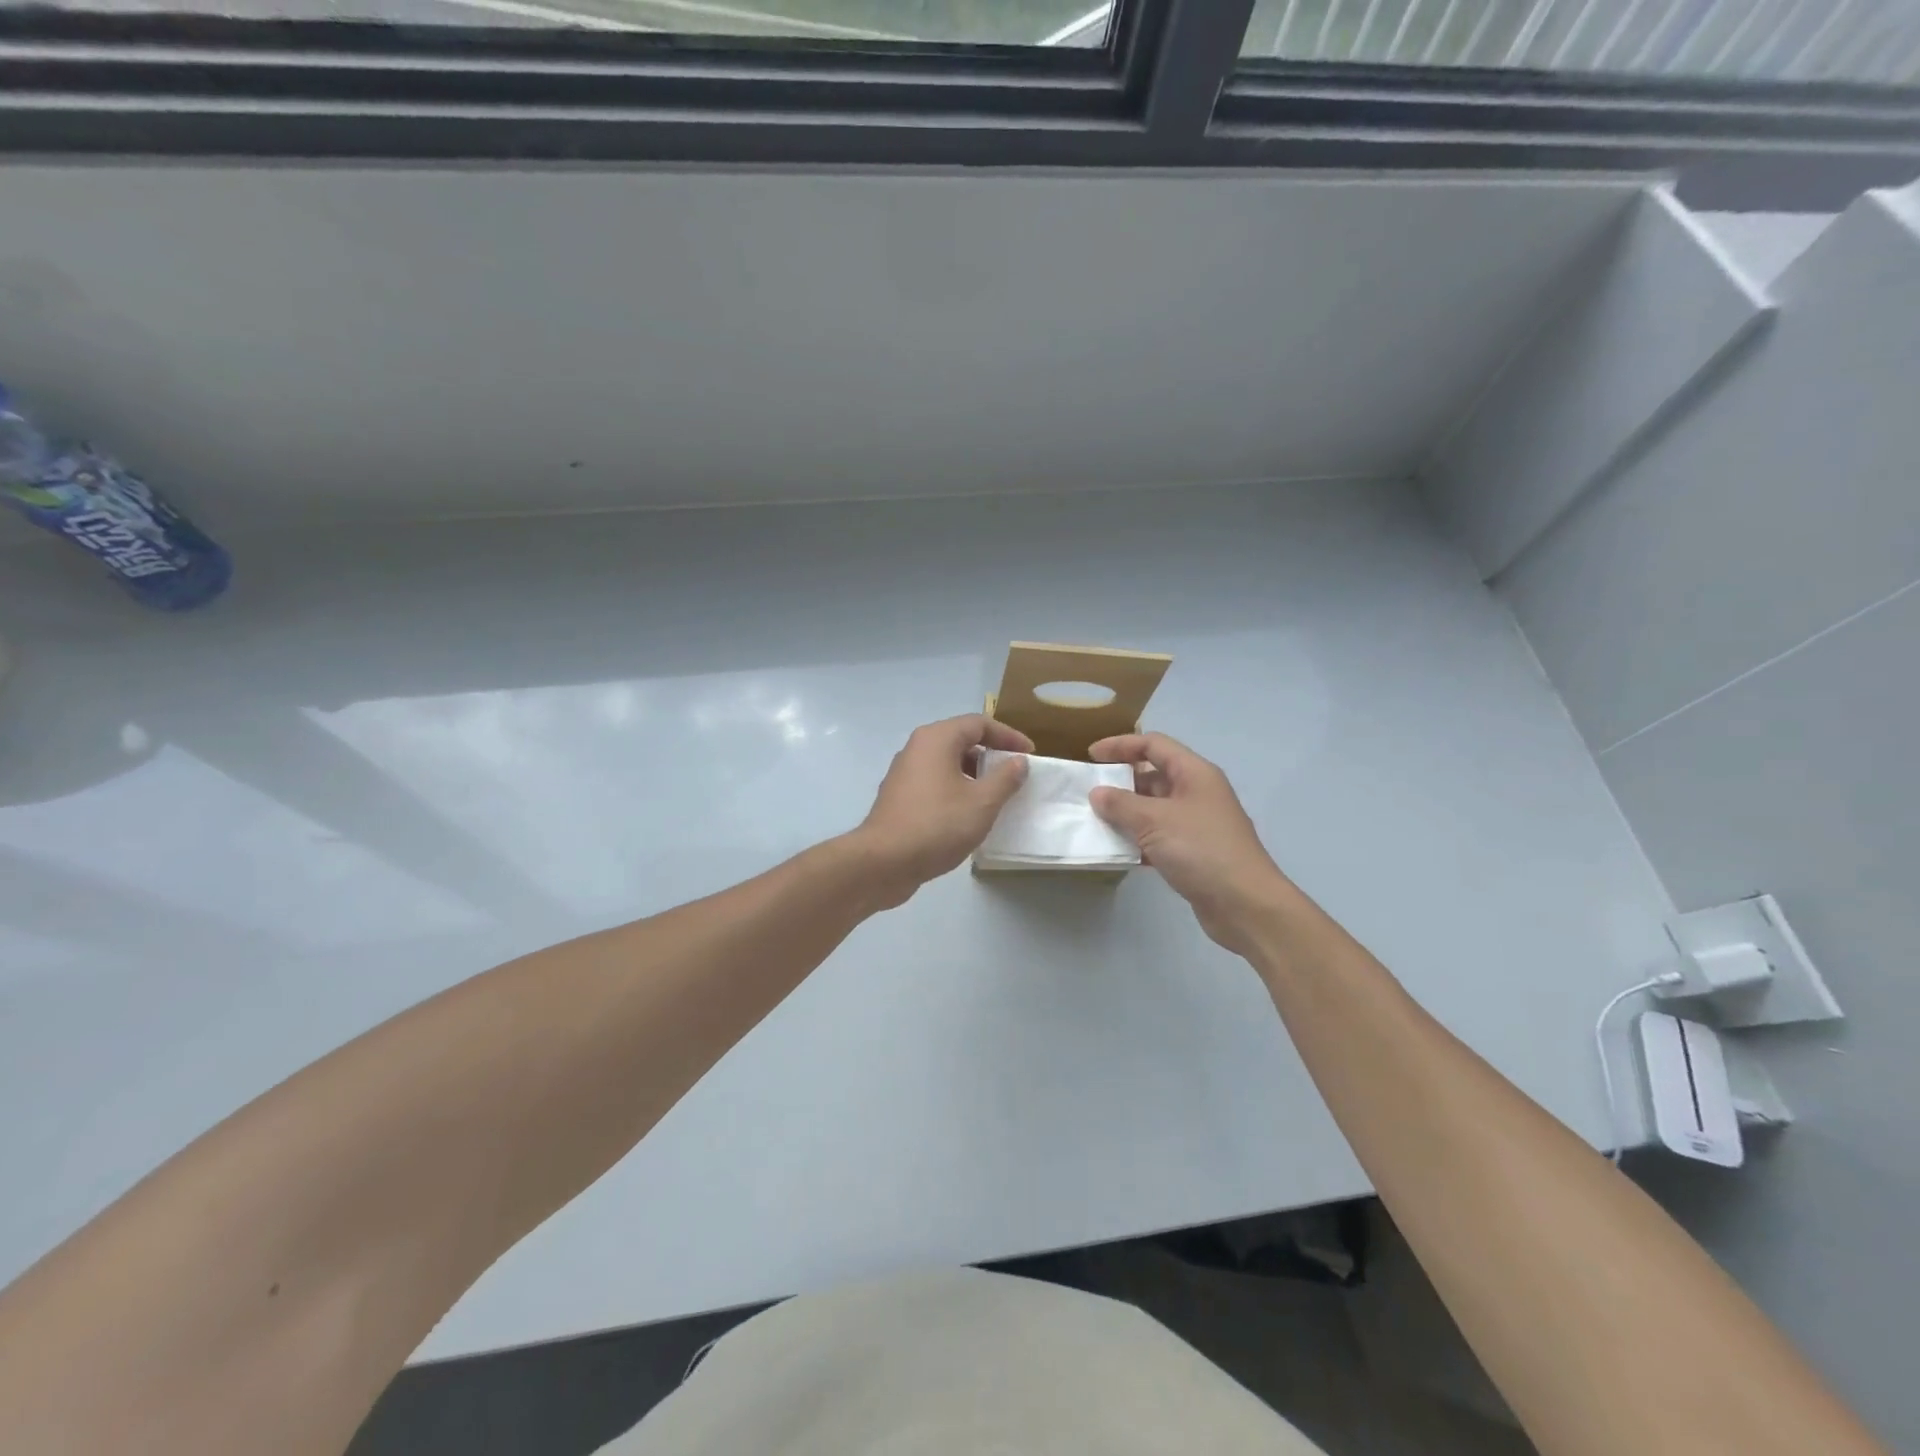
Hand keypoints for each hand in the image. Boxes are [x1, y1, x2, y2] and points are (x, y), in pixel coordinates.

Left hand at [853, 714, 1033, 906]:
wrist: (883, 862)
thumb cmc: (937, 825)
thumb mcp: (982, 802)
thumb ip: (1005, 778)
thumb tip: (1019, 762)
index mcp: (936, 739)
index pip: (979, 723)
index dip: (1008, 736)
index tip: (1029, 755)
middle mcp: (917, 748)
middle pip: (961, 740)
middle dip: (991, 755)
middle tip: (1014, 775)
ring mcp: (904, 773)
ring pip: (947, 764)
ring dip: (974, 775)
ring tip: (996, 797)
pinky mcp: (900, 797)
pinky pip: (935, 783)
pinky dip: (956, 790)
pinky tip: (969, 815)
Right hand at [1088, 733, 1291, 955]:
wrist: (1245, 904)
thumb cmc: (1201, 849)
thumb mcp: (1155, 821)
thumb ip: (1121, 804)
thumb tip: (1097, 793)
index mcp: (1194, 773)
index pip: (1153, 745)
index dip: (1121, 745)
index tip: (1090, 756)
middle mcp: (1197, 793)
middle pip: (1153, 776)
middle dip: (1121, 782)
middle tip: (1089, 793)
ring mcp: (1197, 824)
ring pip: (1154, 809)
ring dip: (1126, 814)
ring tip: (1095, 821)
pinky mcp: (1194, 853)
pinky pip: (1158, 837)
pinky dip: (1137, 840)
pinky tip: (1116, 851)